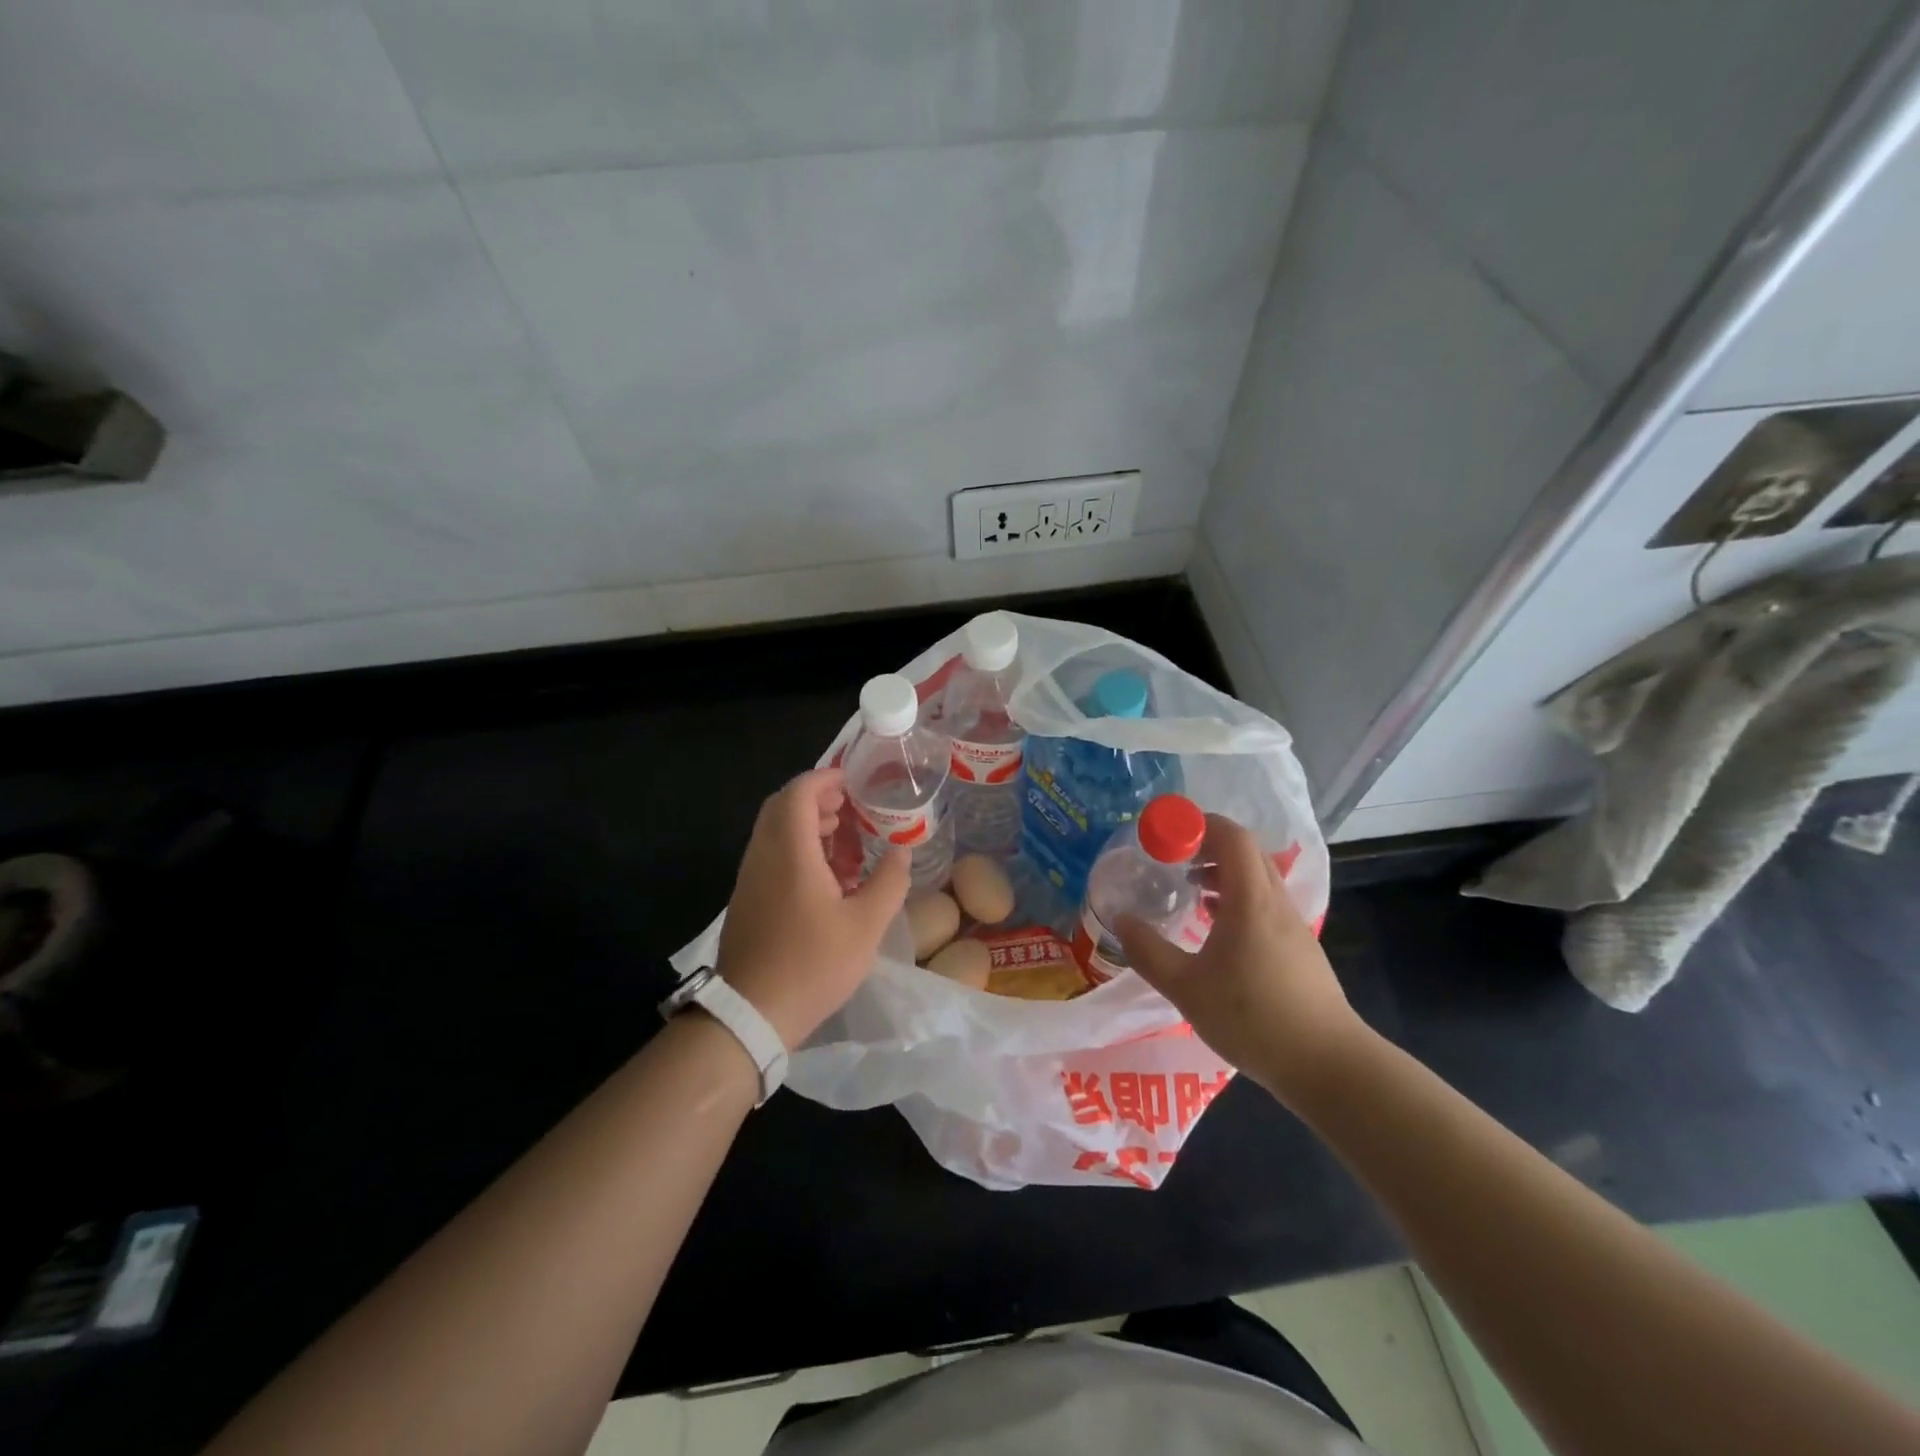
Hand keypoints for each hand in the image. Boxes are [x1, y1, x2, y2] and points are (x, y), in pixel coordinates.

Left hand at [715, 767, 909, 1050]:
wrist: (751, 1013)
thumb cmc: (812, 964)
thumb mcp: (866, 925)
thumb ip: (889, 880)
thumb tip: (902, 849)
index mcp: (789, 851)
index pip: (799, 792)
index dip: (826, 778)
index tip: (855, 783)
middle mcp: (763, 855)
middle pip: (783, 807)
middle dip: (819, 800)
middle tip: (854, 812)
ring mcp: (750, 877)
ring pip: (776, 832)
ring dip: (809, 826)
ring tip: (847, 845)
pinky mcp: (747, 898)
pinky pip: (772, 855)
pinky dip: (798, 850)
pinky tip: (828, 879)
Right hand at [1117, 813, 1371, 1108]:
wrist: (1327, 1065)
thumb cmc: (1253, 1019)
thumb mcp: (1186, 988)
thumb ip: (1148, 951)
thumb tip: (1121, 920)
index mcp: (1251, 901)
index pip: (1232, 837)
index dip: (1198, 824)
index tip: (1165, 834)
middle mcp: (1275, 903)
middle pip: (1246, 852)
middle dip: (1207, 845)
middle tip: (1172, 859)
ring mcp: (1292, 925)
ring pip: (1257, 878)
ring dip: (1222, 872)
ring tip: (1190, 890)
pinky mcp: (1298, 948)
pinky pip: (1264, 903)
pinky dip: (1237, 898)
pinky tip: (1215, 928)